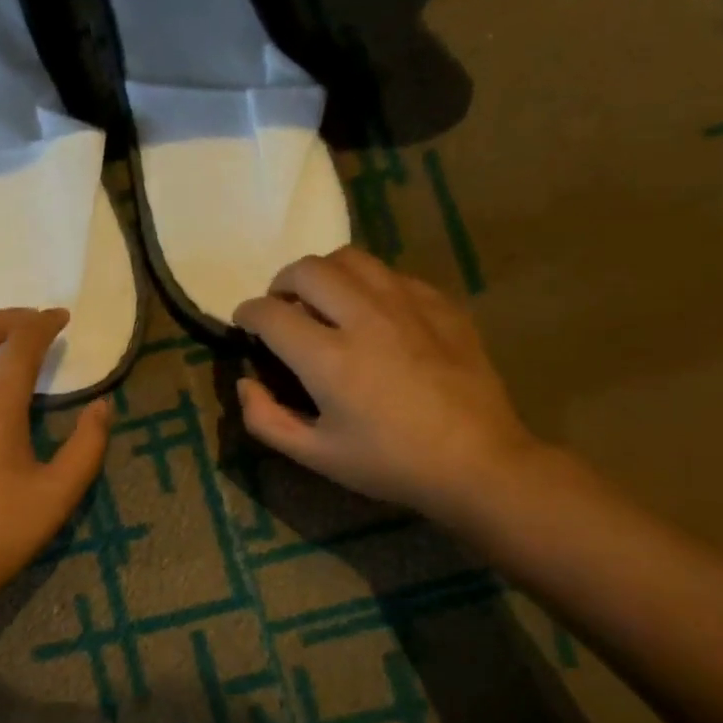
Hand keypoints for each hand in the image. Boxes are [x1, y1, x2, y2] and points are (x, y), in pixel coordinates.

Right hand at [232, 248, 537, 517]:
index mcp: (328, 358)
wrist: (478, 462)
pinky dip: (368, 284)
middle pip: (307, 270)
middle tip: (282, 308)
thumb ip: (266, 420)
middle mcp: (364, 317)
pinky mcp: (440, 304)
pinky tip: (373, 312)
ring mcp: (407, 305)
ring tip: (323, 299)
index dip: (247, 313)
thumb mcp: (316, 456)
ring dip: (324, 274)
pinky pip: (392, 273)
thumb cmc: (390, 464)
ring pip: (351, 258)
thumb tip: (244, 384)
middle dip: (281, 284)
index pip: (270, 313)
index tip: (246, 324)